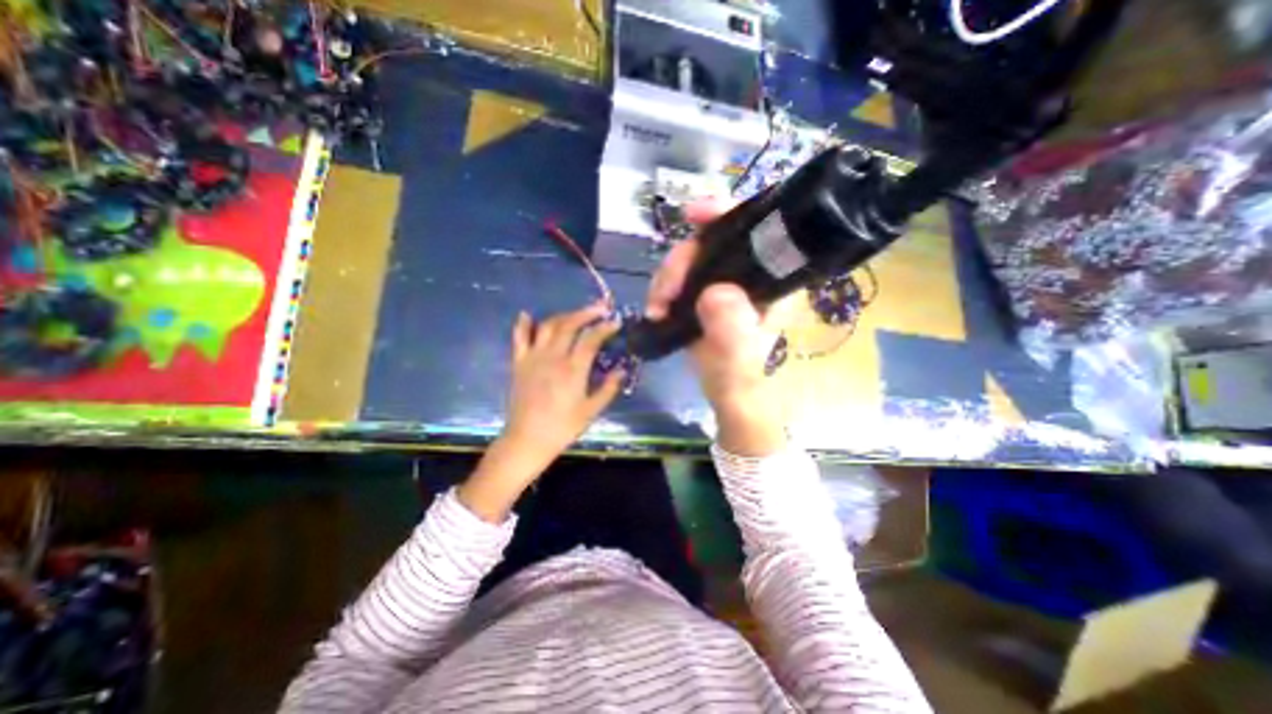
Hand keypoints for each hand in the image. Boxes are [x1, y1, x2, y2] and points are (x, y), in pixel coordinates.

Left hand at [466, 305, 627, 519]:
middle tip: (600, 308)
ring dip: (564, 315)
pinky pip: (520, 338)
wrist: (527, 440)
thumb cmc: (562, 427)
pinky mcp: (519, 363)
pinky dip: (524, 324)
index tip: (615, 322)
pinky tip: (527, 314)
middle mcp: (553, 357)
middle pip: (570, 325)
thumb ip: (608, 388)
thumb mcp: (591, 411)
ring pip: (548, 326)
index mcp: (573, 369)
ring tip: (576, 314)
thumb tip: (622, 369)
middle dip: (586, 313)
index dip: (605, 327)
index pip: (591, 339)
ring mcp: (534, 357)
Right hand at [649, 197, 785, 455]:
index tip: (692, 215)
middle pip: (709, 242)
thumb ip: (732, 330)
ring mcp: (721, 284)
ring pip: (688, 260)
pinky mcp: (701, 295)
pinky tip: (656, 309)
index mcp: (768, 280)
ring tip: (657, 307)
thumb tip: (713, 293)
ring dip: (666, 279)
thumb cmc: (742, 378)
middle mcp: (745, 275)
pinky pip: (677, 278)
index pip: (752, 231)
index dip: (723, 213)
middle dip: (680, 261)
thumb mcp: (739, 357)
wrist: (728, 394)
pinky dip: (662, 289)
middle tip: (664, 293)